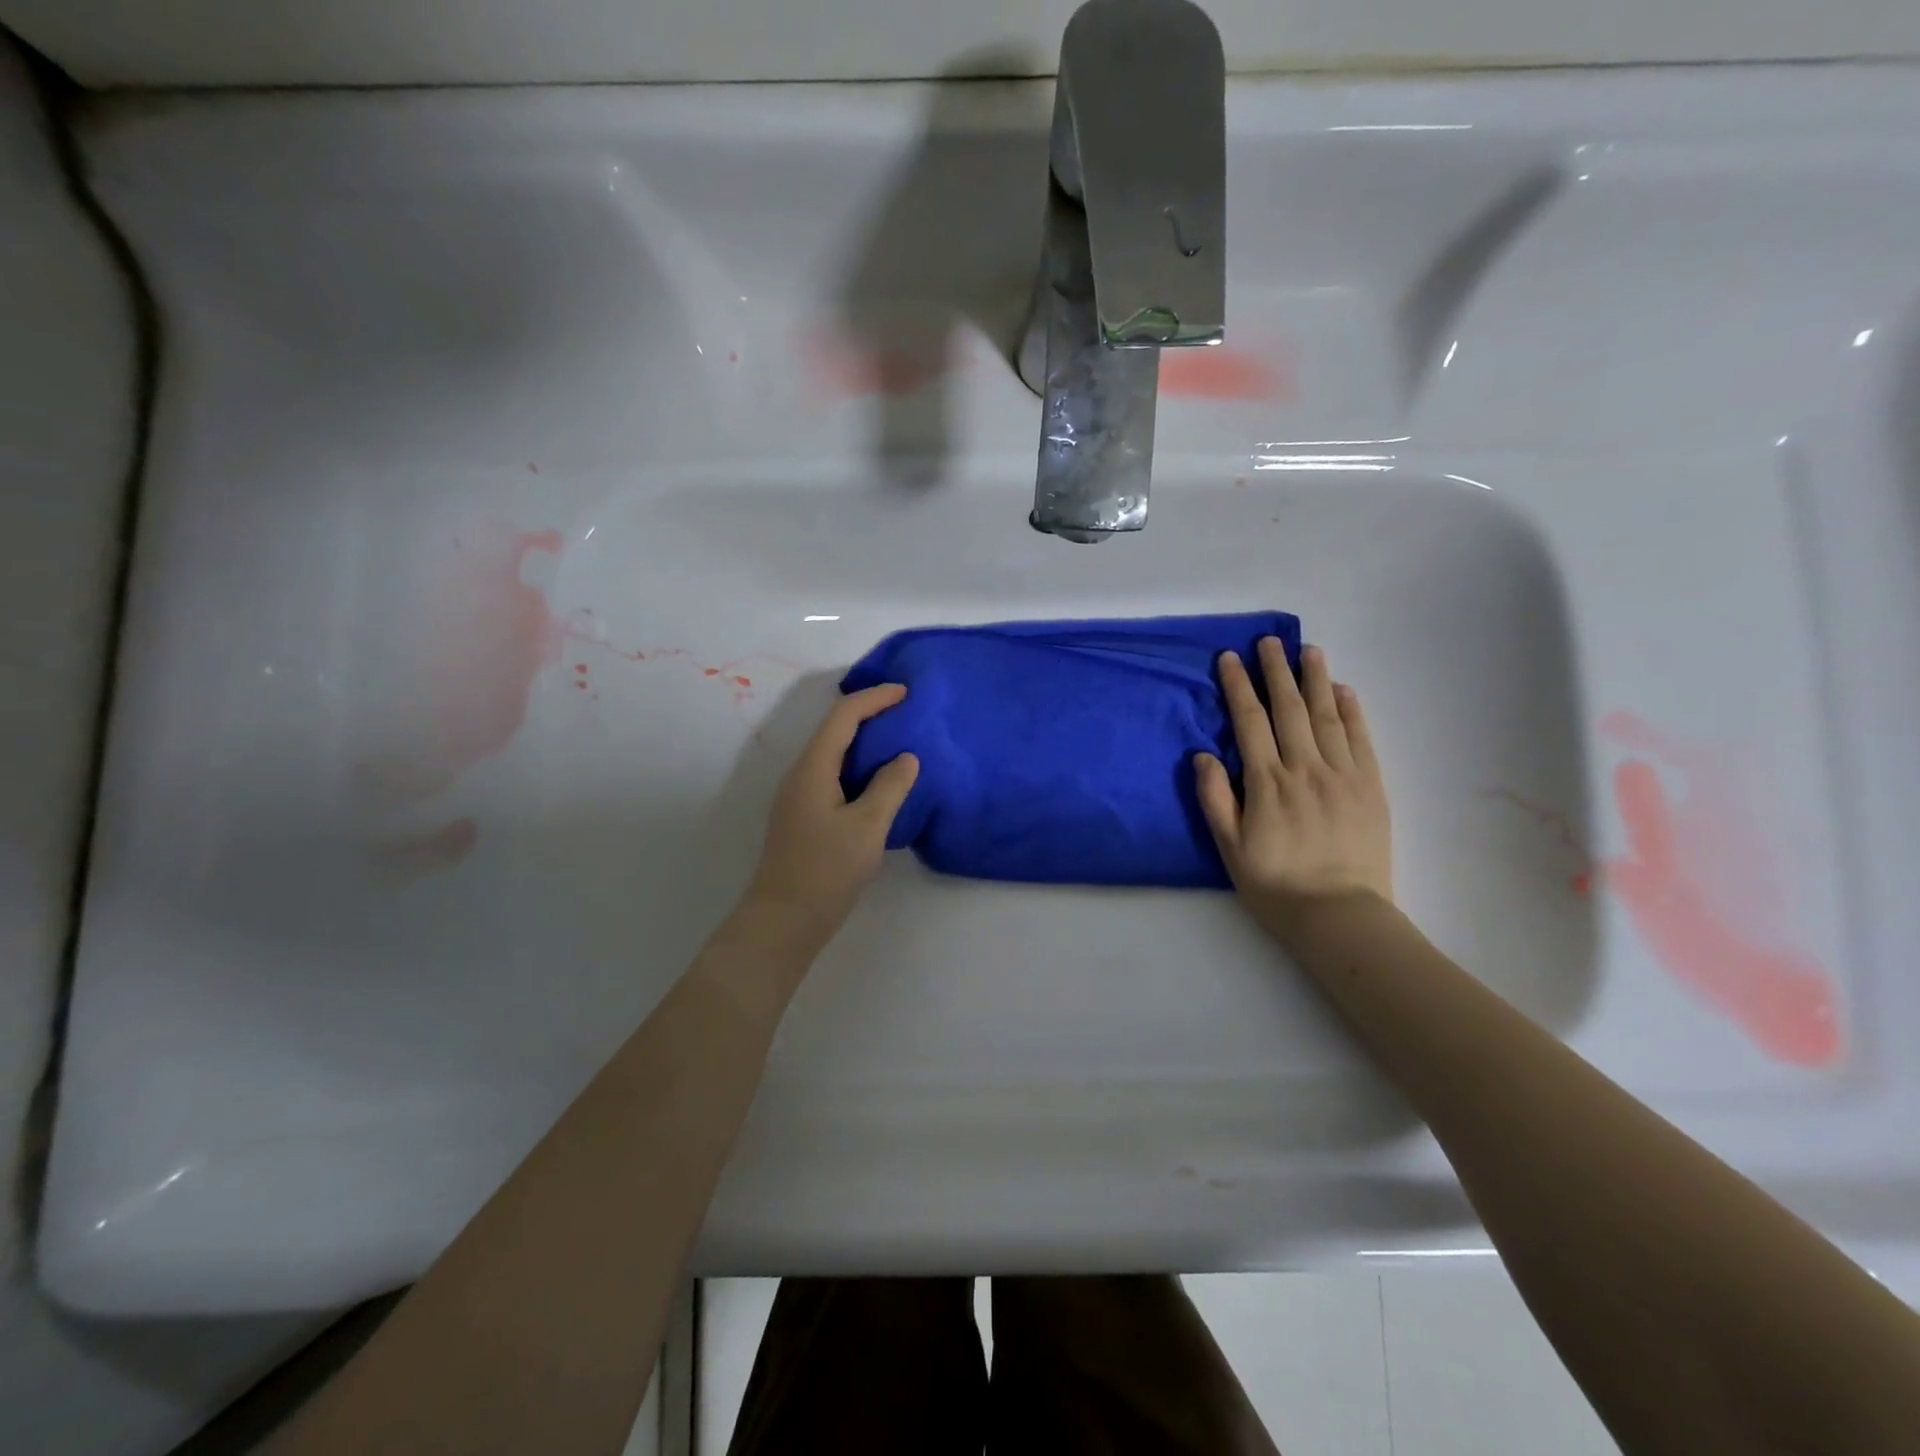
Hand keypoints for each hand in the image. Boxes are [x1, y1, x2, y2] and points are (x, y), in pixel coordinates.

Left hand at [743, 683, 919, 951]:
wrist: (784, 920)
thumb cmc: (826, 869)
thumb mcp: (868, 826)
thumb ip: (890, 787)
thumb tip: (905, 757)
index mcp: (813, 767)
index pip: (843, 716)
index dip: (874, 698)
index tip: (906, 692)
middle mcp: (800, 774)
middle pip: (834, 730)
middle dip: (869, 715)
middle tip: (905, 714)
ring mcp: (798, 797)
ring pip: (833, 755)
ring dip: (864, 743)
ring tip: (897, 743)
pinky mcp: (803, 817)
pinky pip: (832, 777)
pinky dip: (857, 769)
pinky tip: (878, 783)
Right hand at [1194, 641, 1392, 943]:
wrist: (1339, 915)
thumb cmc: (1275, 884)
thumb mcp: (1229, 847)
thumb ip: (1215, 798)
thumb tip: (1203, 754)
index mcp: (1267, 783)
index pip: (1250, 722)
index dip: (1239, 687)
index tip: (1230, 658)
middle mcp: (1304, 769)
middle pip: (1288, 709)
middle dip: (1276, 672)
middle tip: (1269, 641)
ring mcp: (1342, 775)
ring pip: (1326, 716)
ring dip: (1315, 680)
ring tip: (1308, 650)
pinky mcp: (1371, 787)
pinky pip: (1361, 739)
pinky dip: (1352, 711)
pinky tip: (1343, 690)